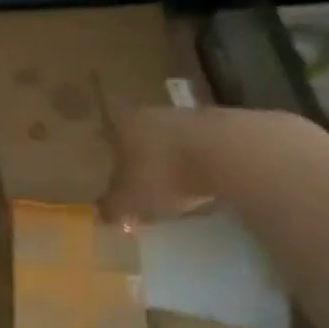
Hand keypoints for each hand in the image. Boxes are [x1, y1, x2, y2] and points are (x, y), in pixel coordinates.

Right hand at [99, 107, 218, 226]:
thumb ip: (111, 206)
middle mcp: (152, 114)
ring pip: (171, 142)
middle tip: (138, 185)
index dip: (106, 156)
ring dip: (170, 162)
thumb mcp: (127, 200)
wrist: (227, 154)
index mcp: (123, 124)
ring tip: (171, 190)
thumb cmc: (162, 174)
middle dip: (139, 160)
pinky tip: (200, 186)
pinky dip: (197, 166)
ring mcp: (189, 117)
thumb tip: (101, 213)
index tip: (107, 174)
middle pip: (140, 137)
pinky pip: (200, 150)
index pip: (108, 135)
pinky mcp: (223, 127)